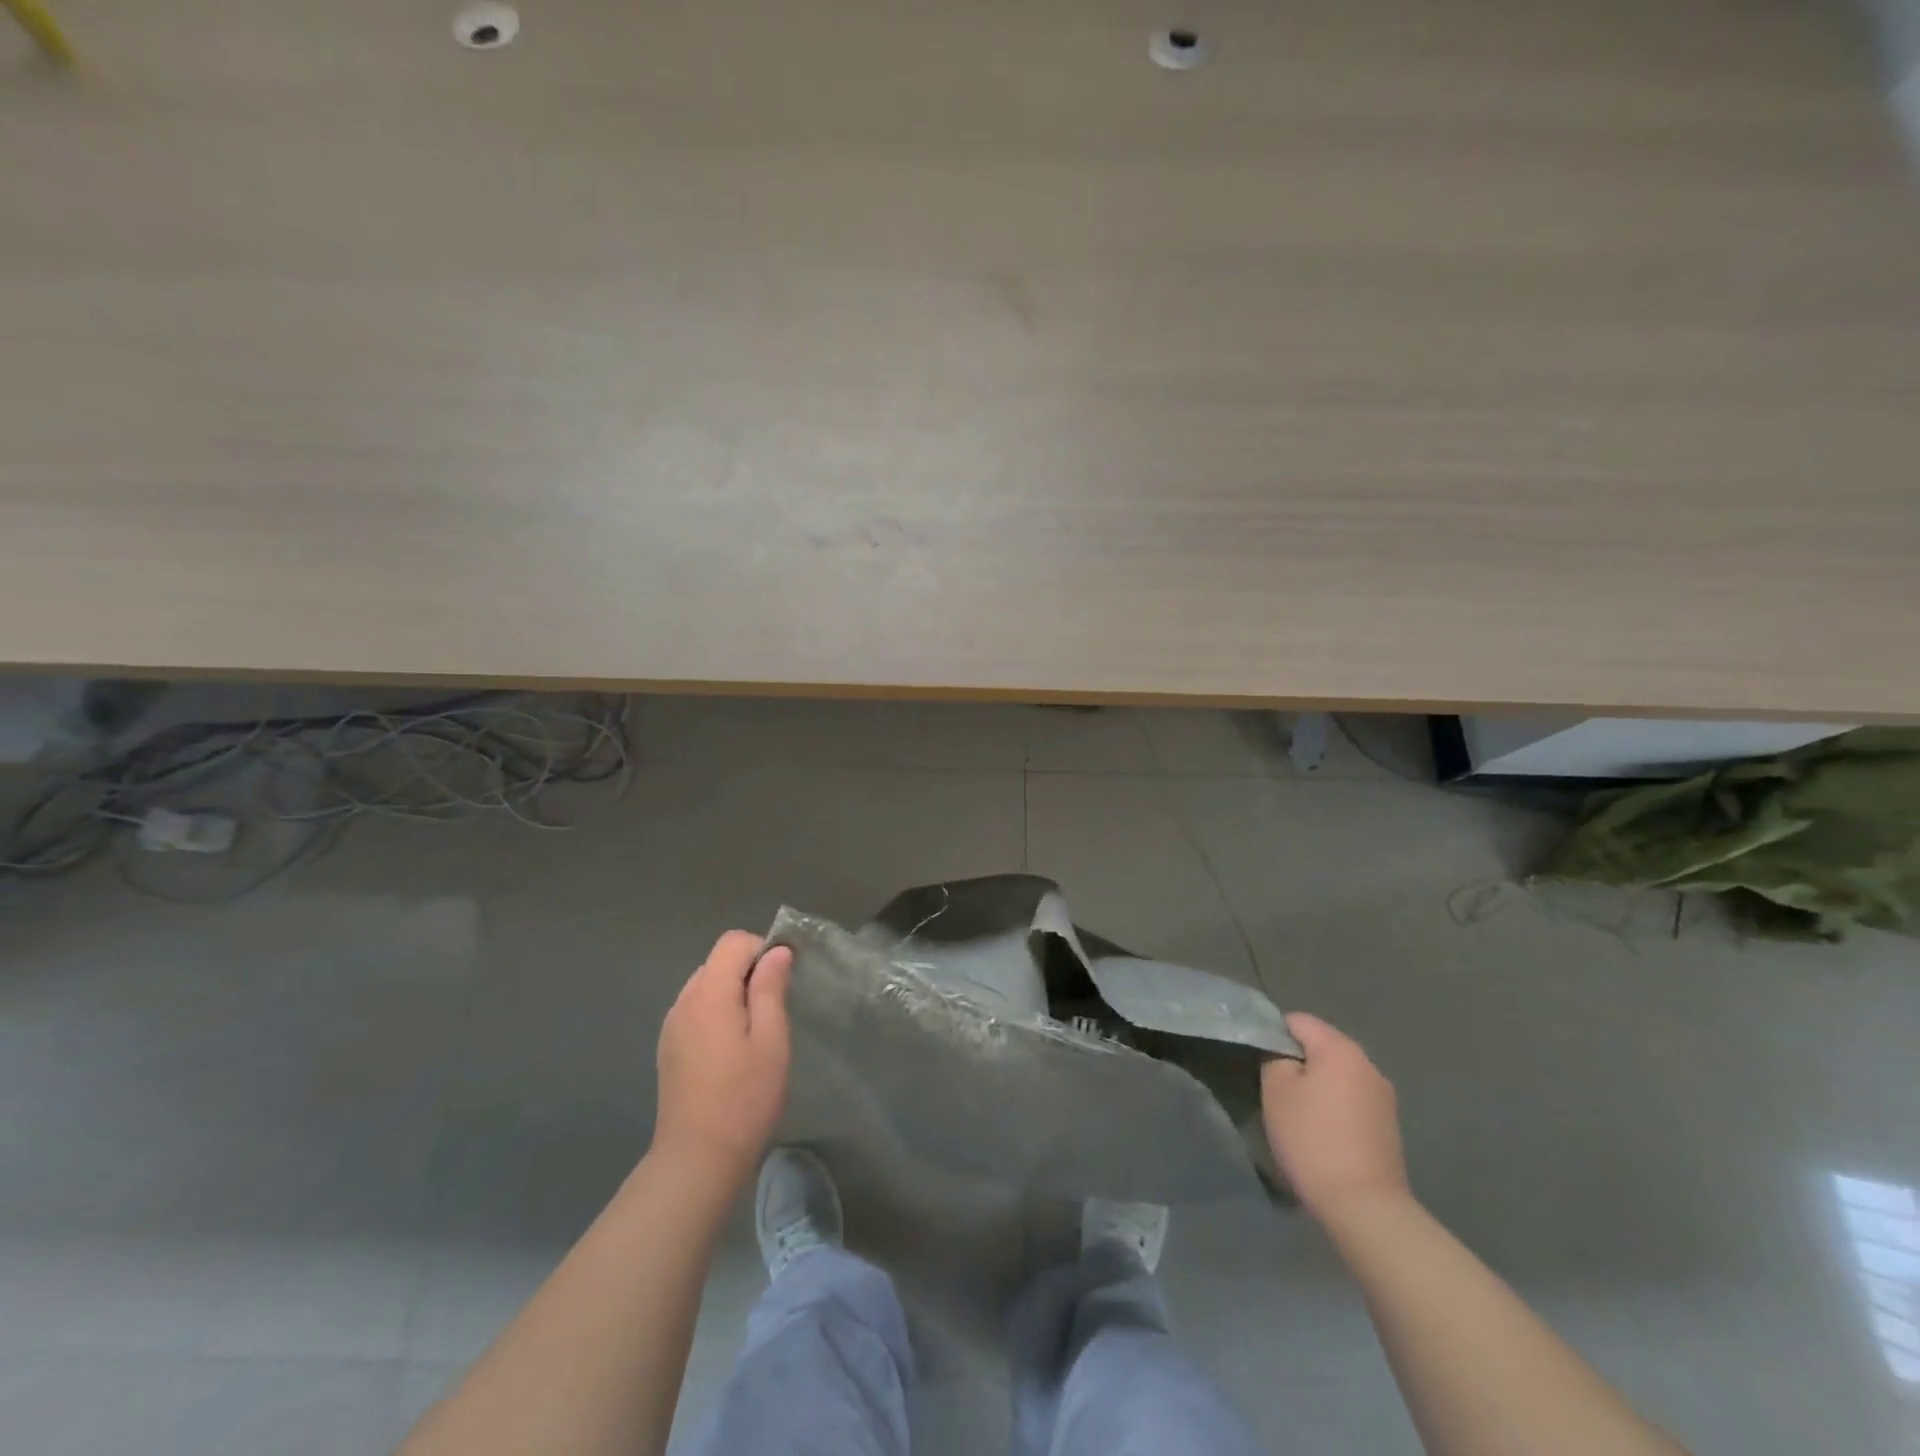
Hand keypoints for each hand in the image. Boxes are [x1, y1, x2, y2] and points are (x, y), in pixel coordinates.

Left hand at [651, 931, 793, 1181]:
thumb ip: (770, 989)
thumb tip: (777, 952)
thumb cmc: (744, 1098)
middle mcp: (684, 1001)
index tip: (782, 981)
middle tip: (772, 1010)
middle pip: (717, 961)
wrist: (697, 1159)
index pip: (733, 942)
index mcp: (709, 994)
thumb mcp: (771, 1040)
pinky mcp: (668, 1048)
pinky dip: (716, 1013)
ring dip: (731, 993)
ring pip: (705, 985)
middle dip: (748, 972)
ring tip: (753, 1032)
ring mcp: (671, 1026)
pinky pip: (695, 1010)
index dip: (761, 950)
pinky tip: (730, 1050)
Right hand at [1261, 1013, 1409, 1222]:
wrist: (1365, 1207)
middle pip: (1321, 1046)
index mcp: (1340, 1048)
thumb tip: (1284, 1054)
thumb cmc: (1312, 1139)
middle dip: (1297, 1061)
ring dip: (1317, 1085)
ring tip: (1298, 1114)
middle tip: (1275, 1089)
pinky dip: (1334, 1107)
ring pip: (1337, 1075)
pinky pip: (1352, 1100)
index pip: (1298, 1021)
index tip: (1260, 1062)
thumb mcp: (1276, 1091)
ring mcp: (1383, 1096)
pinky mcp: (1389, 1126)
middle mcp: (1368, 1064)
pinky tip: (1323, 1133)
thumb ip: (1275, 1058)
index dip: (1274, 1034)